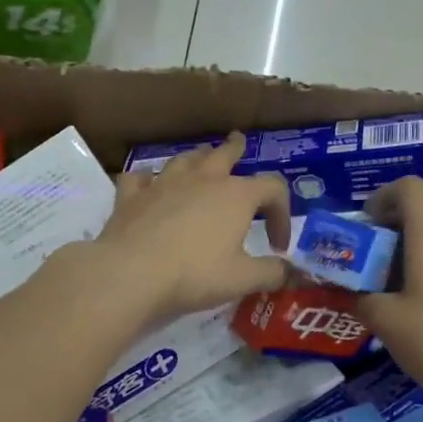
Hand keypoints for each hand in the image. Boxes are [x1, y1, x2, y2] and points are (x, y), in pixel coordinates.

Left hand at [93, 133, 292, 324]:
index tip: (277, 244)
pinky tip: (147, 184)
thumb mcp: (242, 280)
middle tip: (239, 141)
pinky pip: (140, 177)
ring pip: (185, 159)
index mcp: (236, 195)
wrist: (131, 273)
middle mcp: (202, 179)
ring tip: (201, 160)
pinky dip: (147, 179)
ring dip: (197, 158)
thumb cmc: (195, 274)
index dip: (282, 213)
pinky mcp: (132, 196)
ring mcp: (164, 183)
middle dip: (235, 148)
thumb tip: (291, 271)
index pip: (273, 188)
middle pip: (224, 153)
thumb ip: (272, 273)